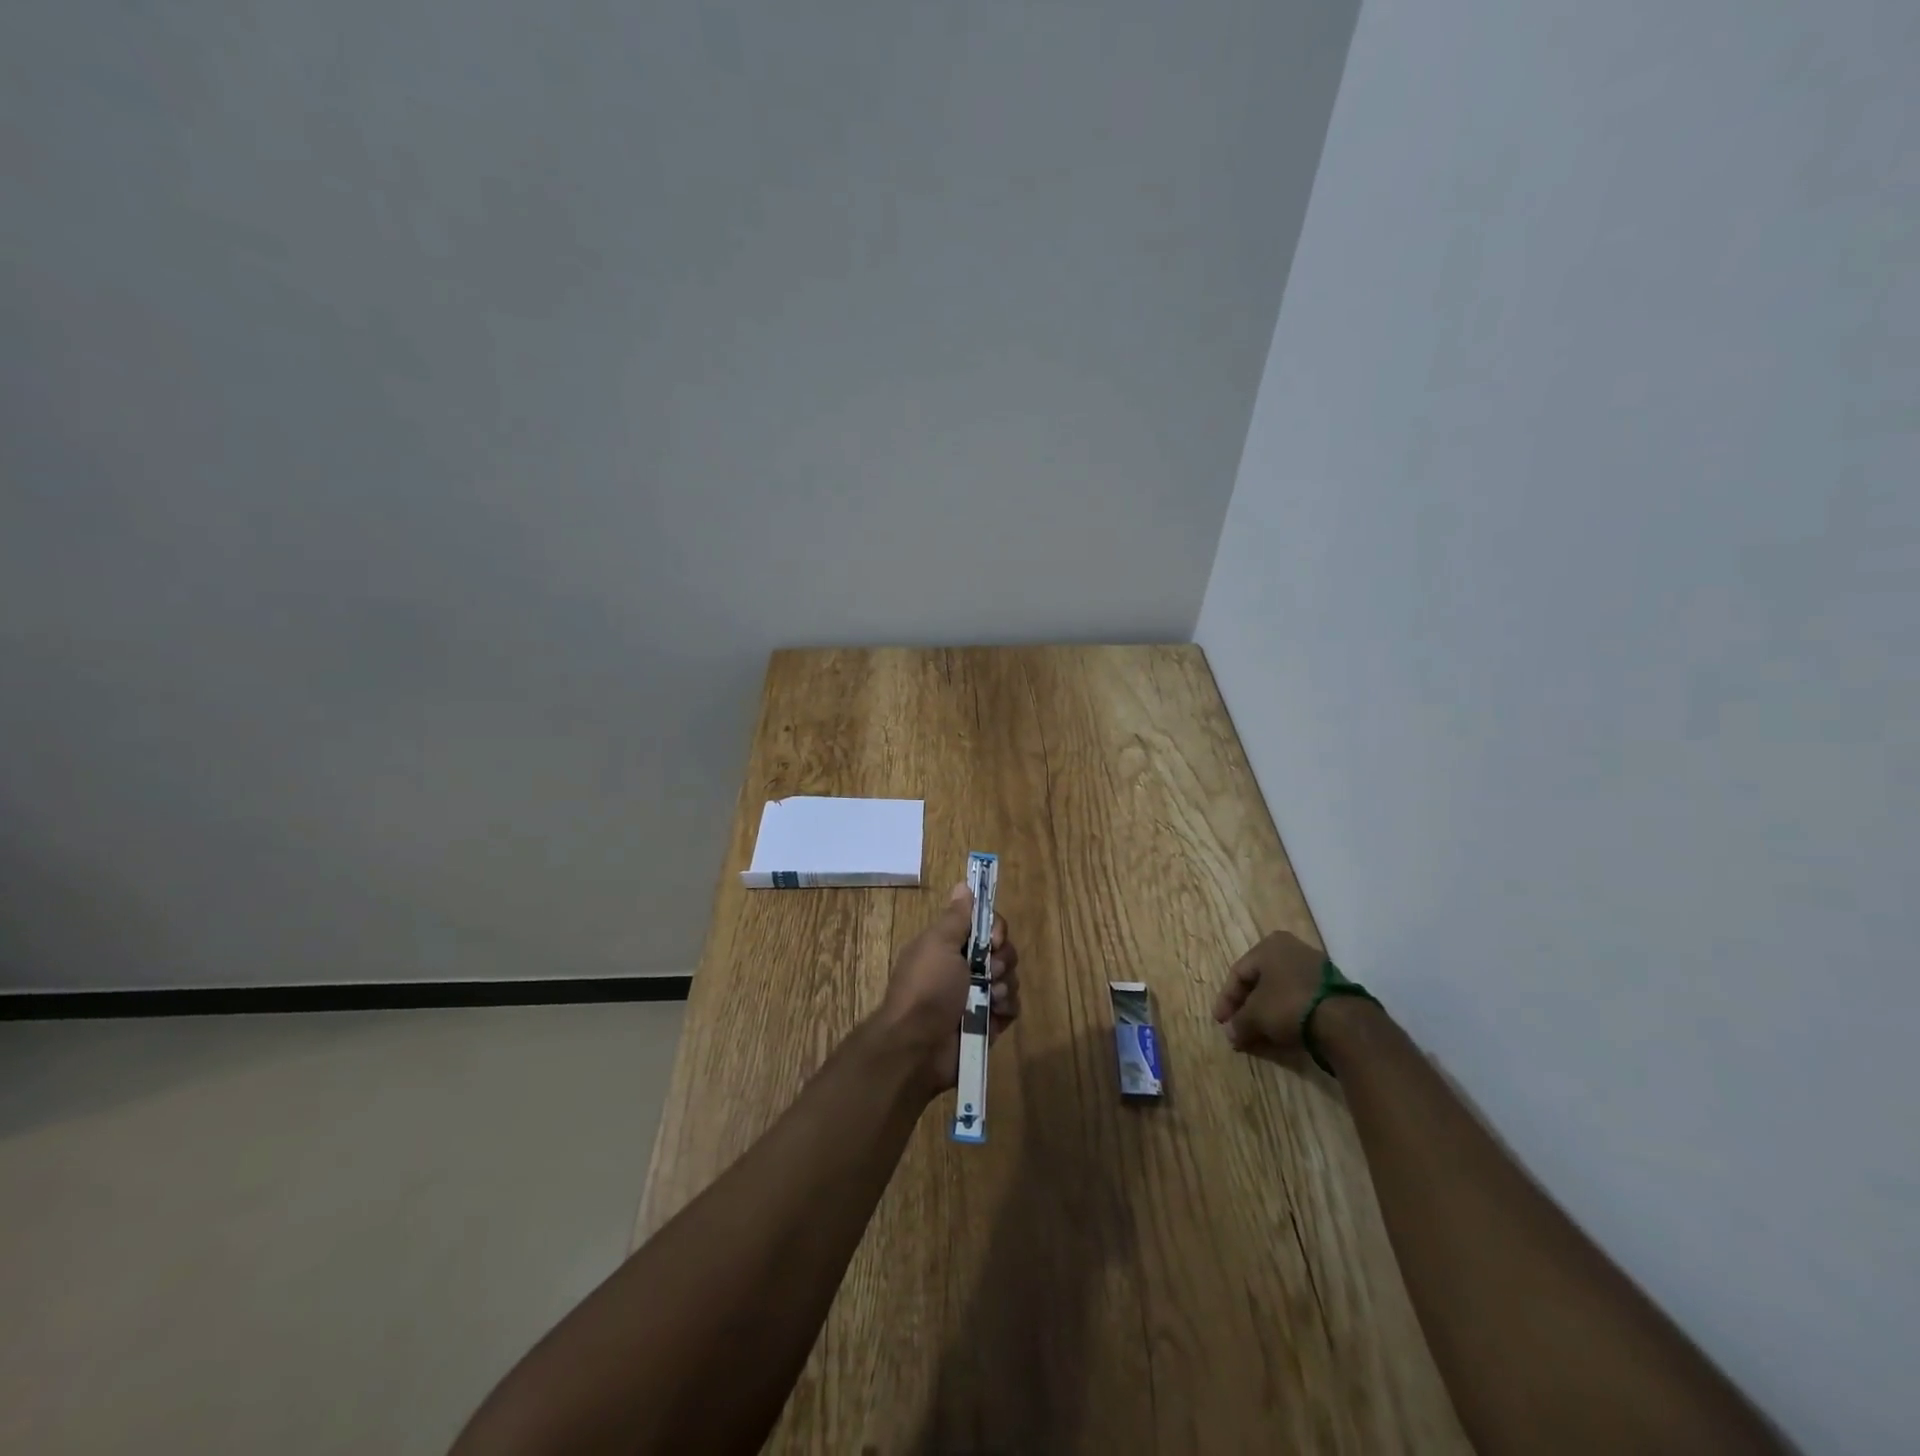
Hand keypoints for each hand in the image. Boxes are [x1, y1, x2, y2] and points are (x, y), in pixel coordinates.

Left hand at [875, 882, 1020, 1093]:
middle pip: (1002, 951)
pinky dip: (1007, 1008)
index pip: (986, 926)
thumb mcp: (938, 945)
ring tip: (990, 997)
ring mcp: (977, 997)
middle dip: (1002, 958)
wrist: (917, 1047)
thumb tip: (963, 885)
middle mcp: (964, 968)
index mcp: (950, 946)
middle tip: (989, 970)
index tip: (993, 939)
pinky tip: (995, 1013)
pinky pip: (1012, 1007)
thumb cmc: (926, 988)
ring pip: (1009, 978)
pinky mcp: (989, 1023)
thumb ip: (956, 918)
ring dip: (1004, 985)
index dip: (996, 929)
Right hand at [1212, 929, 1328, 1058]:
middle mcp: (1291, 948)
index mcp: (1269, 945)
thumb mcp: (1255, 1016)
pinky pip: (1300, 998)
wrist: (1344, 1021)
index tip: (1221, 1023)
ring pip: (1280, 990)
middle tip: (1238, 1027)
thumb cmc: (1288, 1005)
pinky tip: (1283, 1031)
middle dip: (1247, 1006)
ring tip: (1259, 1033)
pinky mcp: (1333, 987)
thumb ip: (1239, 1023)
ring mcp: (1315, 966)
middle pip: (1260, 981)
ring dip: (1267, 1011)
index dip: (1226, 1000)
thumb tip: (1230, 1034)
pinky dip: (1287, 1013)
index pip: (1238, 973)